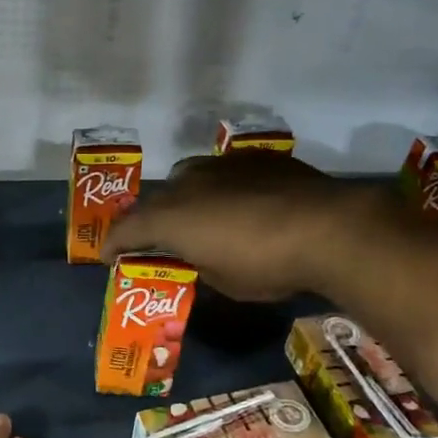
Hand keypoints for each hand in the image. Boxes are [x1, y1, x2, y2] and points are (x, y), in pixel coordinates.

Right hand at [103, 152, 379, 300]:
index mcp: (170, 217)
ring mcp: (221, 165)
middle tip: (158, 240)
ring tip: (200, 218)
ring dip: (185, 199)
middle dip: (151, 220)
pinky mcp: (255, 158)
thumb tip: (198, 256)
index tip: (109, 257)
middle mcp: (187, 183)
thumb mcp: (223, 280)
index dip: (113, 245)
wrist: (328, 227)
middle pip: (156, 200)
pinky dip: (221, 189)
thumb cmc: (266, 264)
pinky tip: (240, 203)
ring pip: (188, 178)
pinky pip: (224, 172)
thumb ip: (198, 264)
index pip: (126, 229)